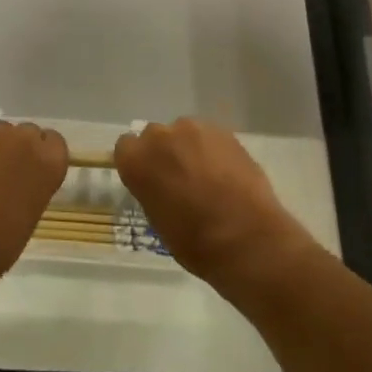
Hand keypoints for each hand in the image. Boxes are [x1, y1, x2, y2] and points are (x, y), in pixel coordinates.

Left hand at [0, 121, 68, 311]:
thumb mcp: (28, 218)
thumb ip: (31, 190)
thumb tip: (18, 185)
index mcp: (48, 163)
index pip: (55, 143)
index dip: (43, 159)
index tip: (34, 177)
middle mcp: (22, 140)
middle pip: (27, 134)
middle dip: (20, 151)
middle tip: (8, 179)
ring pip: (0, 134)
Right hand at [114, 118, 312, 286]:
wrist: (246, 238)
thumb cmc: (194, 241)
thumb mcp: (157, 220)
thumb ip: (152, 190)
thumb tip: (161, 185)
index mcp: (137, 160)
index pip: (125, 148)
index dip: (138, 163)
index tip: (149, 180)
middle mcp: (160, 136)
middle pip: (155, 136)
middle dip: (164, 153)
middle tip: (179, 180)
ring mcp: (194, 130)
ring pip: (185, 133)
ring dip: (190, 149)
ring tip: (207, 177)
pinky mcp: (224, 132)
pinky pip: (210, 137)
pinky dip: (214, 151)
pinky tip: (227, 174)